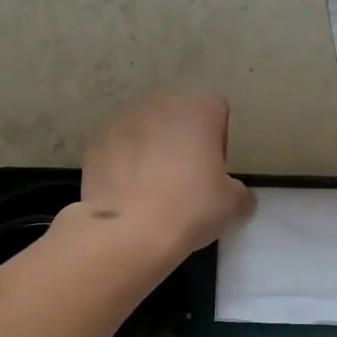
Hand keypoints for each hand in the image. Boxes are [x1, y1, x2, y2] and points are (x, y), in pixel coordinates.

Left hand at [78, 94, 254, 259]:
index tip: (213, 171)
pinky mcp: (96, 144)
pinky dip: (123, 165)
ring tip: (151, 190)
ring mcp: (123, 122)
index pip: (216, 112)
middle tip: (184, 180)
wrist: (129, 231)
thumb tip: (240, 197)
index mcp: (198, 110)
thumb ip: (240, 193)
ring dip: (150, 150)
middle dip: (181, 141)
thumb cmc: (190, 208)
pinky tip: (127, 195)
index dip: (218, 140)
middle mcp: (160, 105)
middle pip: (177, 117)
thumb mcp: (231, 204)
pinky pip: (118, 150)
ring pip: (145, 131)